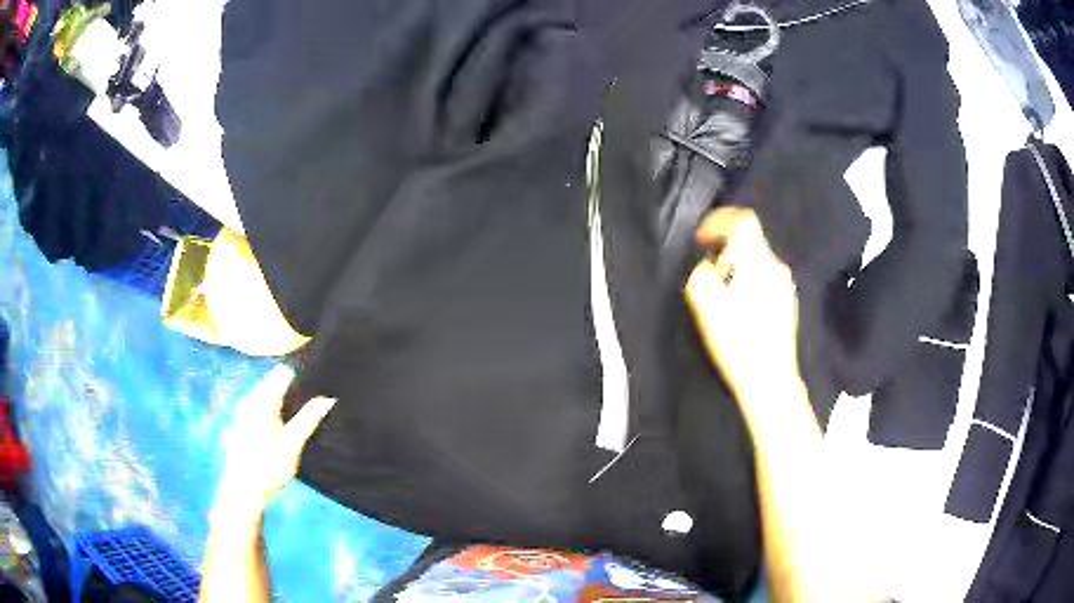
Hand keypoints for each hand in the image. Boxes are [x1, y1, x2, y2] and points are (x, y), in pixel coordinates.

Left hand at [211, 365, 335, 525]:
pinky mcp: (238, 425)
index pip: (283, 373)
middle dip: (288, 384)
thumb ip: (309, 419)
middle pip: (271, 382)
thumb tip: (328, 398)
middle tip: (309, 394)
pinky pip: (255, 406)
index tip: (314, 379)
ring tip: (295, 408)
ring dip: (277, 397)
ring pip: (262, 394)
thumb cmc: (270, 467)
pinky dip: (268, 408)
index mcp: (263, 401)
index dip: (299, 374)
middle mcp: (250, 401)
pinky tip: (276, 424)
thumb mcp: (293, 445)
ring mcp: (242, 412)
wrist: (243, 489)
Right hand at [685, 207, 800, 398]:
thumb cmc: (736, 338)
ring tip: (723, 293)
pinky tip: (741, 309)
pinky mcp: (788, 303)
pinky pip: (766, 279)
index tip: (703, 239)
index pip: (743, 219)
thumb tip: (707, 262)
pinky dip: (750, 282)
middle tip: (709, 271)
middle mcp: (776, 265)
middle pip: (750, 240)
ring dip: (738, 267)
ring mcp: (786, 285)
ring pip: (758, 261)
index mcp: (756, 259)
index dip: (720, 220)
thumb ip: (701, 271)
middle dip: (726, 249)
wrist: (769, 377)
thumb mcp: (705, 302)